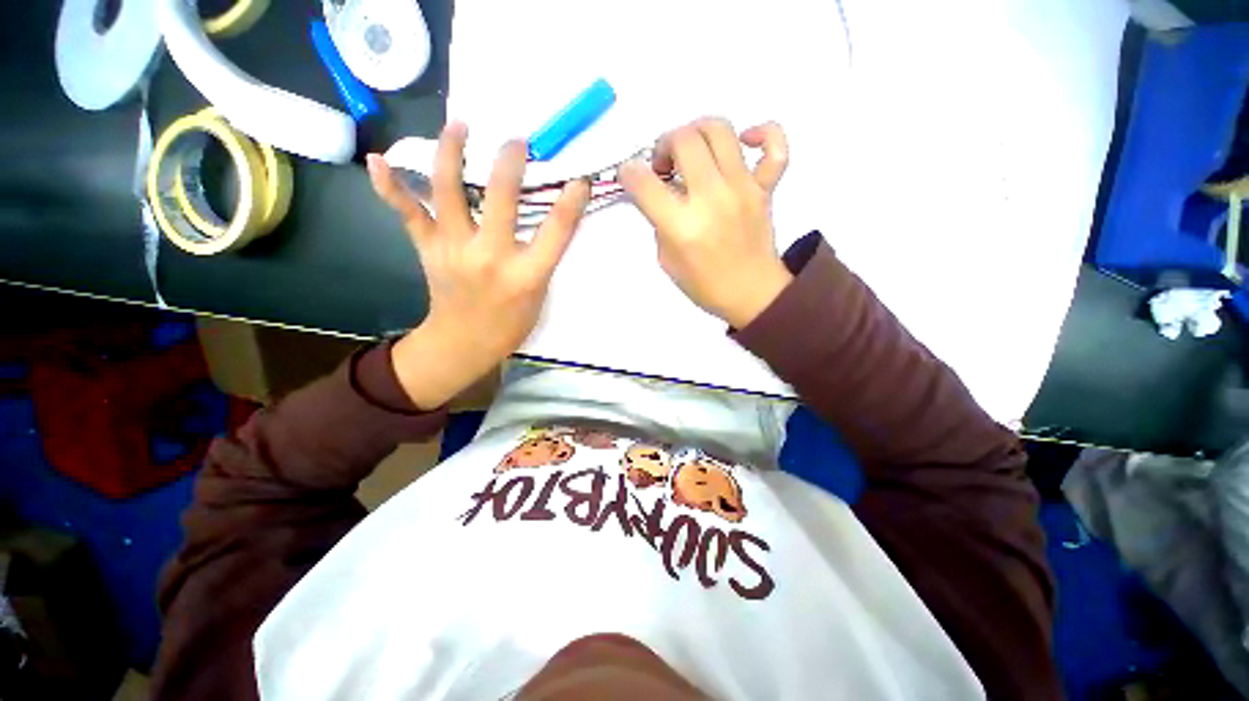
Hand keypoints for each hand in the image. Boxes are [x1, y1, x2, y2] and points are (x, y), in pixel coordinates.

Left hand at [367, 122, 590, 408]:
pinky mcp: (428, 250)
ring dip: (451, 153)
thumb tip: (543, 219)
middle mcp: (491, 257)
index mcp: (526, 275)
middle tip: (516, 141)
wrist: (463, 343)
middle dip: (510, 163)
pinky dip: (390, 187)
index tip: (580, 180)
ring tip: (458, 125)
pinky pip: (408, 214)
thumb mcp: (538, 296)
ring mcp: (454, 250)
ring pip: (448, 193)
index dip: (571, 203)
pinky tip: (377, 159)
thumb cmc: (510, 324)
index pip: (556, 231)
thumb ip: (541, 258)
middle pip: (500, 199)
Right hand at [619, 118, 791, 328]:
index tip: (630, 175)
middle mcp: (711, 198)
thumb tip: (661, 193)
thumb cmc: (705, 285)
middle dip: (663, 144)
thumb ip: (660, 223)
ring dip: (697, 131)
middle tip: (664, 165)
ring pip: (719, 130)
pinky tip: (745, 141)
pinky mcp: (766, 188)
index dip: (628, 172)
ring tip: (693, 150)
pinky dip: (763, 133)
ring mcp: (742, 189)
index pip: (644, 182)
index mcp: (681, 226)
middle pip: (683, 140)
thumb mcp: (667, 261)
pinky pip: (775, 146)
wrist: (752, 295)